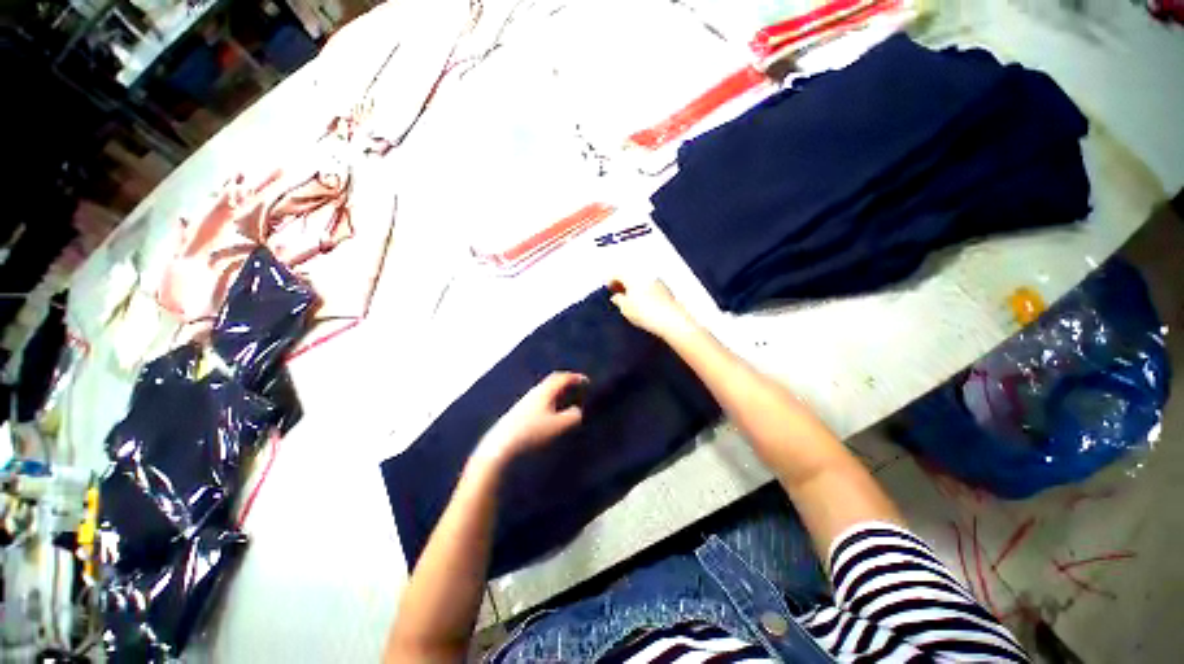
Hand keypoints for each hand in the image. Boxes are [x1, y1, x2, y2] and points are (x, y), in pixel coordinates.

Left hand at [473, 372, 587, 468]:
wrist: (498, 450)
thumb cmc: (533, 435)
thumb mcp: (560, 427)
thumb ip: (573, 416)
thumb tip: (576, 410)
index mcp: (544, 392)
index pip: (562, 378)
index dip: (576, 378)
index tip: (587, 382)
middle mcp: (532, 394)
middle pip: (551, 384)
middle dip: (566, 386)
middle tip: (577, 391)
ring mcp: (522, 405)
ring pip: (543, 394)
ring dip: (556, 396)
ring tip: (566, 405)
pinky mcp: (515, 417)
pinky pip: (537, 404)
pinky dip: (548, 405)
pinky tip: (549, 417)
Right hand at [609, 277, 697, 340]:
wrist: (671, 320)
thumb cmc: (646, 313)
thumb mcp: (625, 308)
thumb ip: (618, 300)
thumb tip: (616, 296)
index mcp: (633, 278)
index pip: (618, 274)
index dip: (611, 280)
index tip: (607, 288)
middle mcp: (646, 276)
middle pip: (630, 276)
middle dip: (622, 283)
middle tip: (617, 293)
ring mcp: (658, 283)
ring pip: (641, 282)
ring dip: (634, 288)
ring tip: (629, 301)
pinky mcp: (666, 292)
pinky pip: (650, 288)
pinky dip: (644, 293)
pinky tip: (643, 304)